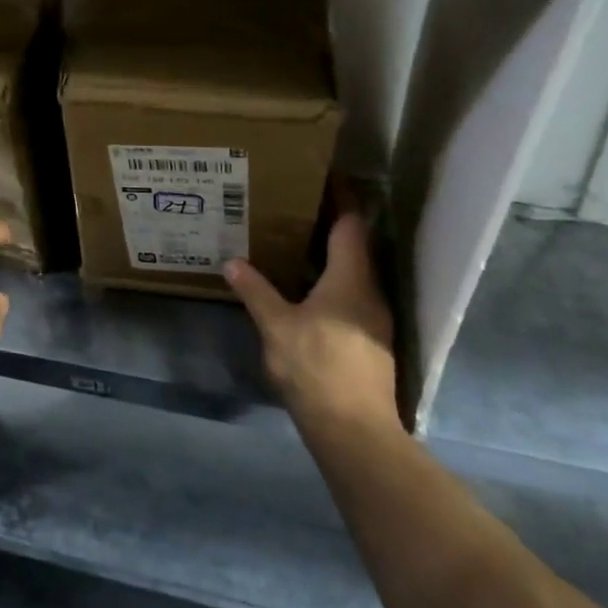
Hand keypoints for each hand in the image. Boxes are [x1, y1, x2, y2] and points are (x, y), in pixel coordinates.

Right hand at [225, 211, 399, 434]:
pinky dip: (332, 284)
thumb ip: (255, 290)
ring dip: (331, 258)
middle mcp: (370, 292)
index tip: (325, 176)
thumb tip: (232, 262)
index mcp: (350, 278)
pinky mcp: (371, 343)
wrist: (354, 431)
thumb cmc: (316, 367)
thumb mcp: (275, 325)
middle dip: (330, 226)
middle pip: (355, 247)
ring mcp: (375, 320)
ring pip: (354, 275)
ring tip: (298, 246)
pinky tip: (309, 293)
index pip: (351, 224)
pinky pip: (352, 298)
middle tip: (297, 208)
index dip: (341, 198)